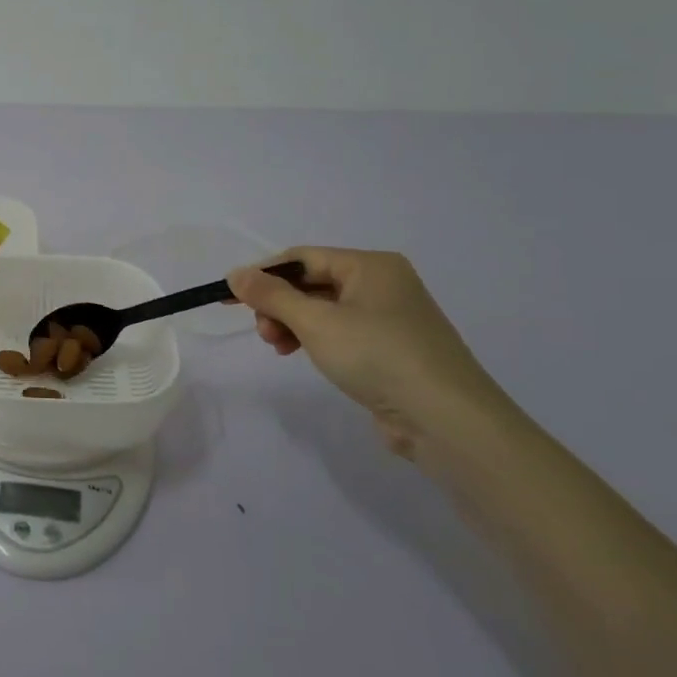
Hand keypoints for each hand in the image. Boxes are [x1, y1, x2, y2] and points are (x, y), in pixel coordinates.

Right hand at [226, 248, 507, 458]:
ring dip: (294, 324)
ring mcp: (391, 318)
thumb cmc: (377, 355)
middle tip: (264, 333)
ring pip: (325, 310)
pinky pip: (342, 332)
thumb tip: (236, 274)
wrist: (445, 419)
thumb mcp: (315, 321)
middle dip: (279, 305)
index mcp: (371, 265)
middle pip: (313, 283)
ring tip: (280, 349)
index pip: (302, 258)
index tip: (230, 298)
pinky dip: (316, 340)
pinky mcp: (392, 349)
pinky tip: (304, 356)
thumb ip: (271, 295)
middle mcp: (384, 284)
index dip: (263, 275)